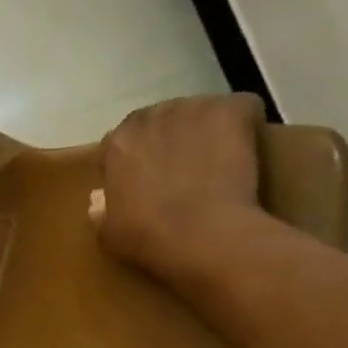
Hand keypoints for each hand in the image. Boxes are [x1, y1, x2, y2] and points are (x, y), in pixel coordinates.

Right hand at [89, 93, 266, 288]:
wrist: (204, 235)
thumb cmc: (150, 239)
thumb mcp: (109, 233)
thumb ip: (101, 210)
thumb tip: (99, 197)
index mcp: (117, 145)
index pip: (121, 143)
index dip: (135, 161)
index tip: (146, 183)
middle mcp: (149, 116)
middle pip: (159, 121)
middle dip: (168, 140)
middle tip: (183, 172)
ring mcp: (191, 108)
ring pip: (198, 112)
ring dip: (205, 130)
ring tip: (218, 161)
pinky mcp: (230, 109)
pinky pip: (240, 108)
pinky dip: (244, 123)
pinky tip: (247, 150)